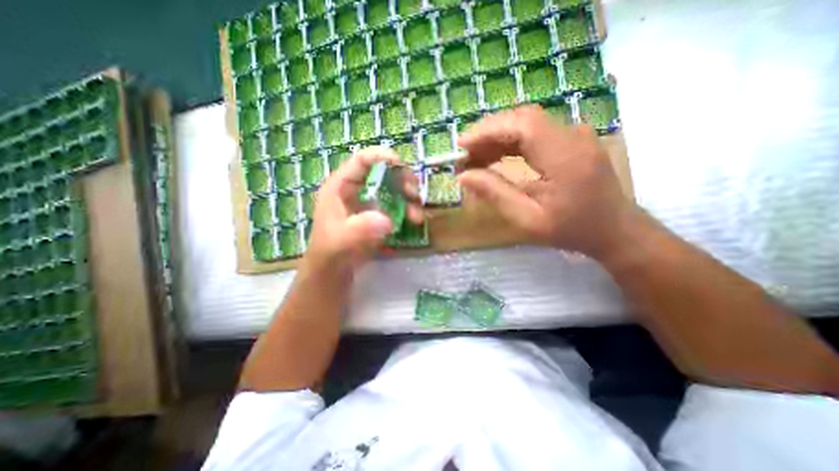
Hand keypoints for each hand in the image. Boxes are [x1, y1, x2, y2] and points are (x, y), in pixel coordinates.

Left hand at [306, 148, 421, 271]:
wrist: (334, 270)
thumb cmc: (330, 251)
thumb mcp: (340, 240)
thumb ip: (359, 229)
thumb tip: (388, 221)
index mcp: (341, 185)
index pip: (362, 160)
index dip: (382, 157)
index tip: (402, 166)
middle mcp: (357, 189)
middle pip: (384, 172)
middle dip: (402, 179)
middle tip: (414, 193)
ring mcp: (369, 201)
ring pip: (394, 188)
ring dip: (409, 197)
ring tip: (417, 214)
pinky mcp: (379, 213)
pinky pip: (397, 204)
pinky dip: (408, 209)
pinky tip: (414, 220)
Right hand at [458, 105, 635, 258]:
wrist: (614, 228)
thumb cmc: (572, 229)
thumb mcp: (528, 219)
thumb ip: (496, 194)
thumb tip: (463, 177)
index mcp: (565, 157)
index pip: (523, 125)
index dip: (488, 130)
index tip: (462, 145)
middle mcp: (573, 136)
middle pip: (522, 119)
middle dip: (488, 133)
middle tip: (464, 155)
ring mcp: (574, 134)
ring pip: (526, 123)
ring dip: (496, 137)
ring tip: (474, 158)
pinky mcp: (571, 139)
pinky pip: (534, 132)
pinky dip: (510, 141)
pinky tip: (494, 156)